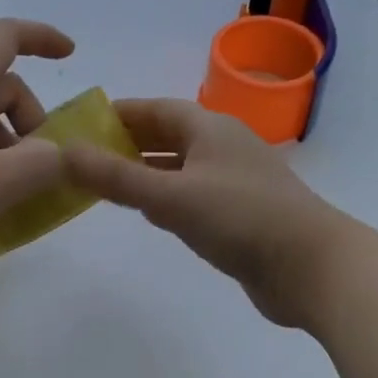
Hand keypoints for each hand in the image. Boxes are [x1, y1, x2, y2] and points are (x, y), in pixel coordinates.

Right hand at [62, 98, 347, 328]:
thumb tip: (64, 152)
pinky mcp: (241, 214)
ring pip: (180, 167)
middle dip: (128, 142)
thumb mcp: (171, 196)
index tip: (82, 123)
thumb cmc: (241, 219)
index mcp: (209, 128)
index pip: (155, 109)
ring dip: (146, 170)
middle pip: (168, 135)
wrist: (313, 268)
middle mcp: (222, 147)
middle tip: (86, 156)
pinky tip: (150, 213)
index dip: (119, 113)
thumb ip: (116, 177)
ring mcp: (234, 181)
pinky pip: (193, 195)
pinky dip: (166, 197)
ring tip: (107, 181)